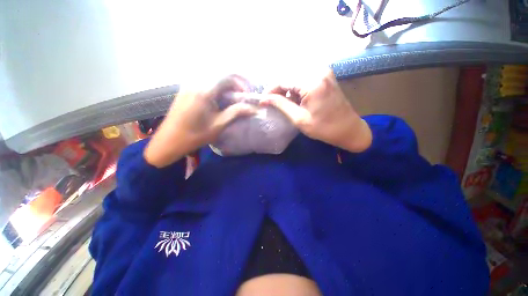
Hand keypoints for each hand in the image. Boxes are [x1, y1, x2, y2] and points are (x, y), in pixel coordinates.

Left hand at [144, 75, 255, 166]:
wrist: (169, 141)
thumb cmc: (195, 135)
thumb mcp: (218, 125)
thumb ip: (236, 113)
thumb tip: (252, 109)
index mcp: (204, 91)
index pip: (227, 76)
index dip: (240, 83)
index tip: (246, 94)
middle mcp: (195, 83)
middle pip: (219, 74)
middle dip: (233, 83)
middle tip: (240, 96)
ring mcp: (188, 85)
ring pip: (212, 78)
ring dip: (224, 85)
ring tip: (230, 98)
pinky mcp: (185, 90)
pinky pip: (204, 82)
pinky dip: (215, 87)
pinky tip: (217, 99)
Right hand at [261, 70, 371, 152]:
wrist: (348, 129)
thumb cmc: (323, 128)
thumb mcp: (299, 118)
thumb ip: (281, 105)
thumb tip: (264, 99)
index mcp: (312, 82)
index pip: (283, 80)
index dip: (271, 90)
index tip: (263, 100)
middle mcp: (318, 71)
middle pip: (289, 75)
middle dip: (278, 89)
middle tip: (272, 102)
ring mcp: (324, 72)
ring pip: (296, 76)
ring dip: (287, 88)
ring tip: (283, 102)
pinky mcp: (325, 76)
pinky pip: (304, 77)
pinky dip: (296, 87)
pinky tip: (295, 98)